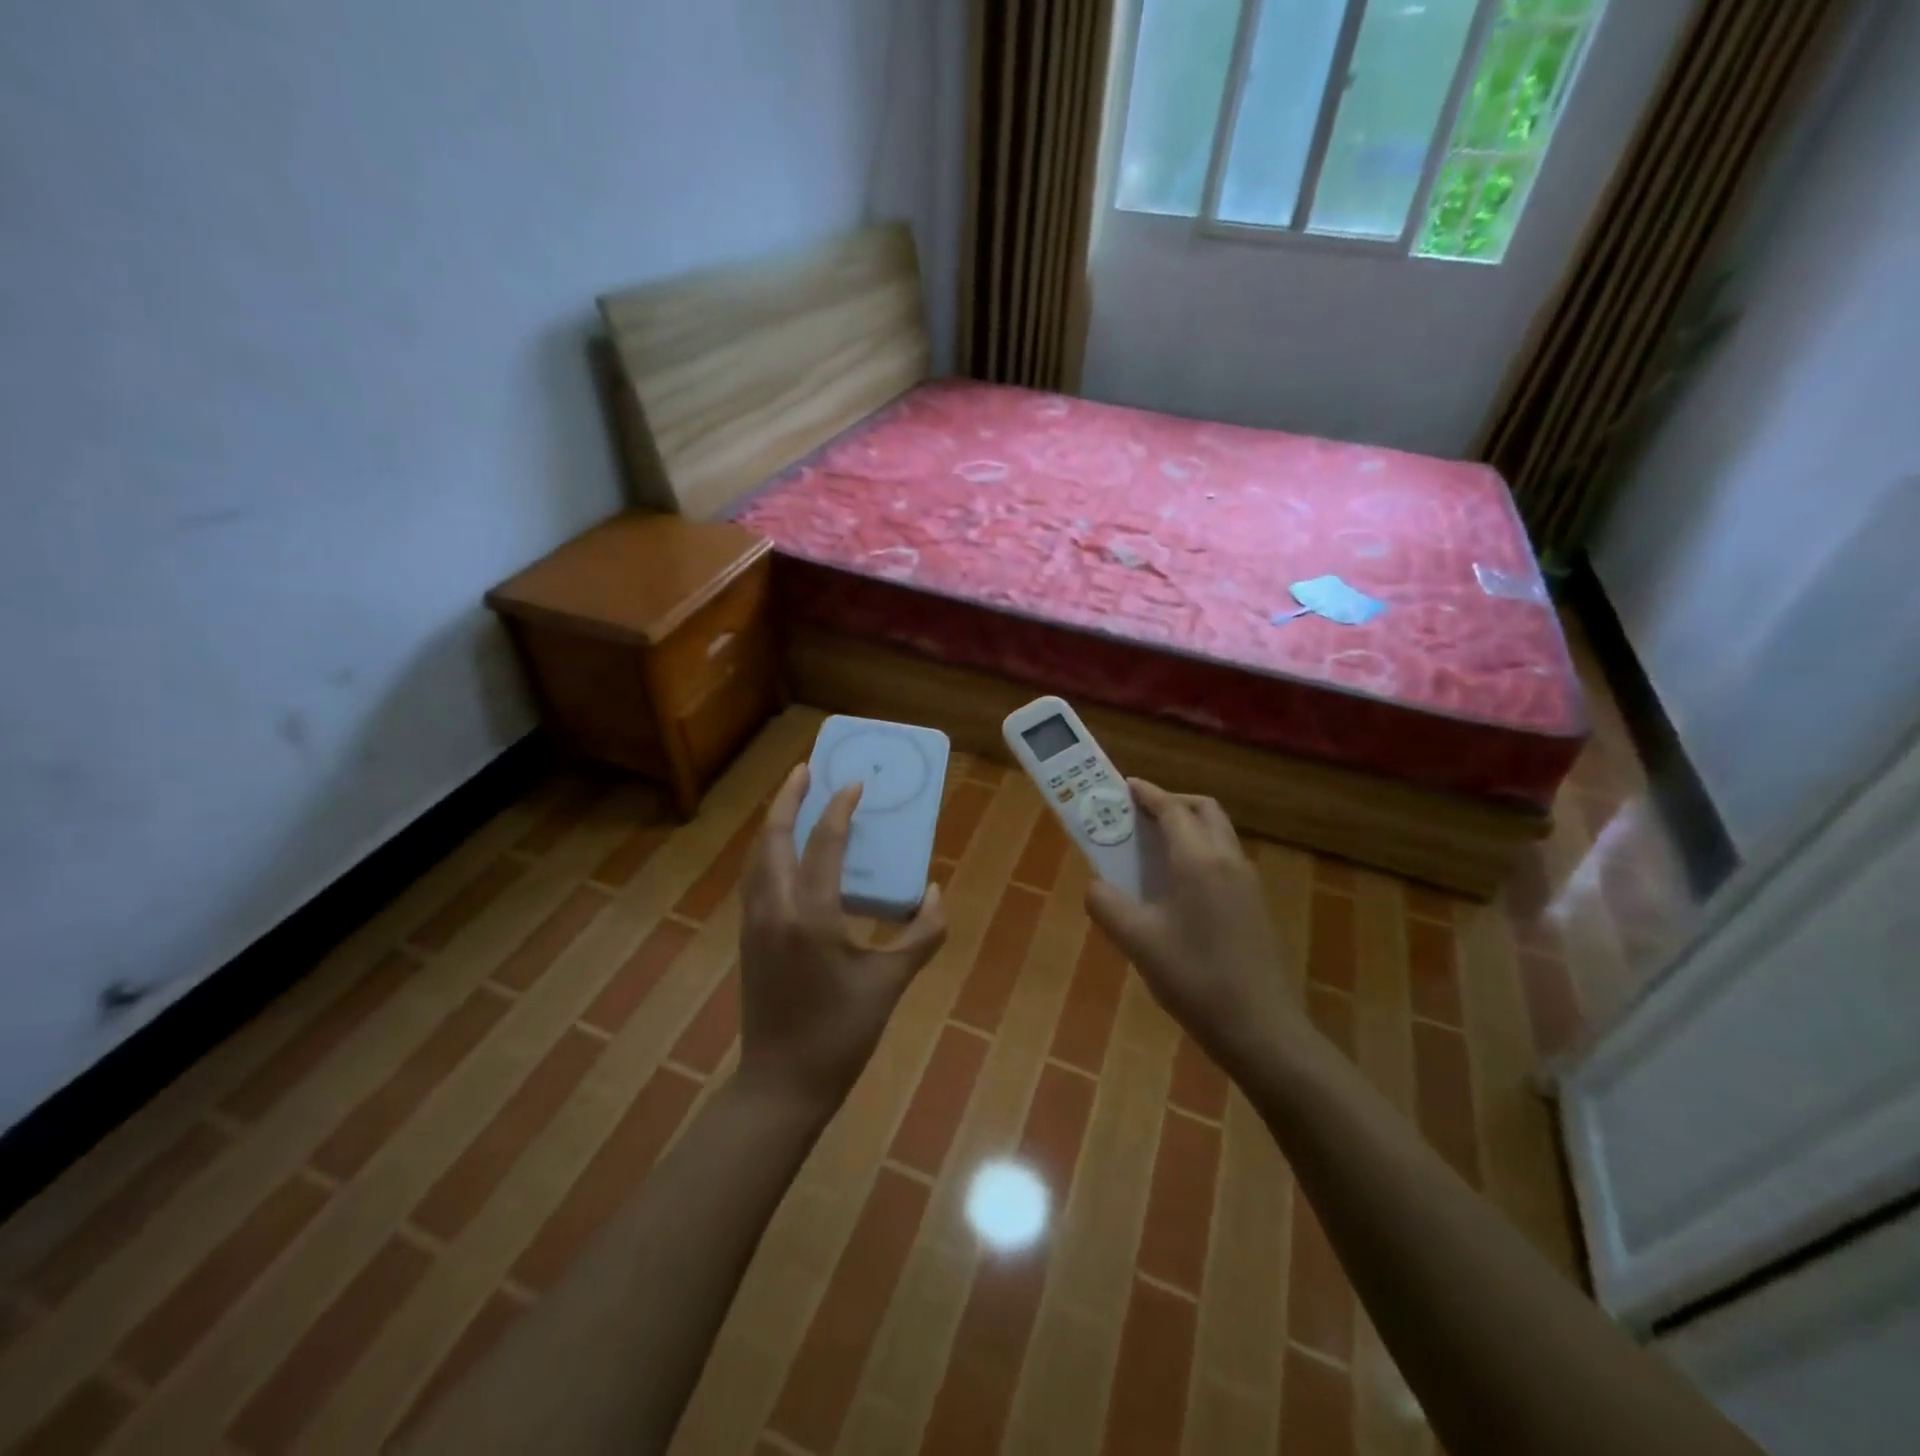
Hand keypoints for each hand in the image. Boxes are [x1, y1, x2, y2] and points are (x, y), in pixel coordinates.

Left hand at [737, 763, 948, 1113]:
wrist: (781, 1085)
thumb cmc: (840, 1035)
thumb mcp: (889, 985)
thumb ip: (919, 936)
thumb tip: (934, 894)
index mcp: (811, 917)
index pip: (823, 846)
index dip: (839, 810)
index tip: (853, 783)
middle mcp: (775, 910)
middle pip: (773, 839)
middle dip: (788, 798)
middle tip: (806, 769)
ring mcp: (755, 924)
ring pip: (757, 857)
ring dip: (773, 823)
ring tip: (793, 800)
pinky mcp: (749, 938)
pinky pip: (755, 878)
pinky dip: (768, 852)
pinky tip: (784, 854)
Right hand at [1085, 780, 1302, 1067]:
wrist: (1260, 1028)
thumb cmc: (1195, 978)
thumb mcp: (1138, 941)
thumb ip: (1107, 905)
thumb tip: (1096, 887)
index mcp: (1198, 861)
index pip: (1172, 810)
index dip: (1147, 794)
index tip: (1123, 786)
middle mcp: (1228, 860)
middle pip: (1203, 810)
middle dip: (1172, 802)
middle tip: (1139, 814)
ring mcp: (1247, 883)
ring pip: (1218, 833)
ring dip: (1187, 826)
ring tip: (1152, 846)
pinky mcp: (1254, 904)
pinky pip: (1224, 858)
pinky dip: (1199, 851)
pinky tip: (1176, 885)